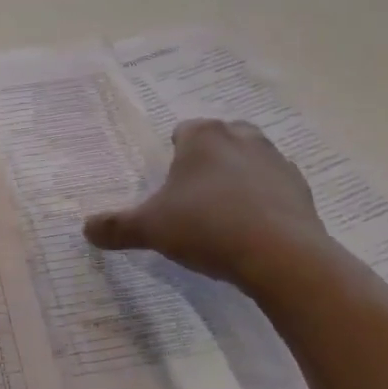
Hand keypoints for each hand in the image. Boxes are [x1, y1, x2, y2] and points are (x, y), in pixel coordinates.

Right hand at [83, 119, 334, 289]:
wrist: (281, 256)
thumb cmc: (206, 227)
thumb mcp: (150, 229)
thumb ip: (116, 226)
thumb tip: (85, 229)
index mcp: (203, 136)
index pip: (183, 131)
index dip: (173, 154)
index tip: (168, 184)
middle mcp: (242, 137)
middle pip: (219, 140)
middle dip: (207, 161)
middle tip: (194, 196)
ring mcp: (277, 161)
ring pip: (250, 161)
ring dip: (238, 179)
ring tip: (224, 215)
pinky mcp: (302, 189)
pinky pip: (275, 188)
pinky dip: (264, 202)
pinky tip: (253, 231)